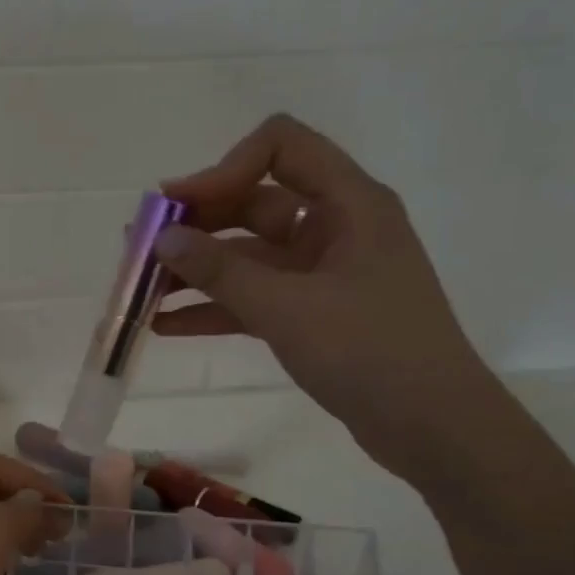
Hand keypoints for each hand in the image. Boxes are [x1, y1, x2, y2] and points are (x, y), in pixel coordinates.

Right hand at [155, 114, 504, 485]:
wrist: (433, 428)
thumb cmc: (369, 352)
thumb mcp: (287, 308)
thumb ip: (221, 272)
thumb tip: (163, 238)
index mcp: (347, 204)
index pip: (280, 146)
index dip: (224, 168)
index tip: (177, 207)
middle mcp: (336, 227)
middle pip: (254, 203)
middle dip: (196, 225)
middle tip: (140, 250)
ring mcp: (324, 273)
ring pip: (249, 256)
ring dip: (197, 271)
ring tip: (141, 291)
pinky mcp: (315, 314)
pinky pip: (255, 298)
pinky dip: (215, 308)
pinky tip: (167, 326)